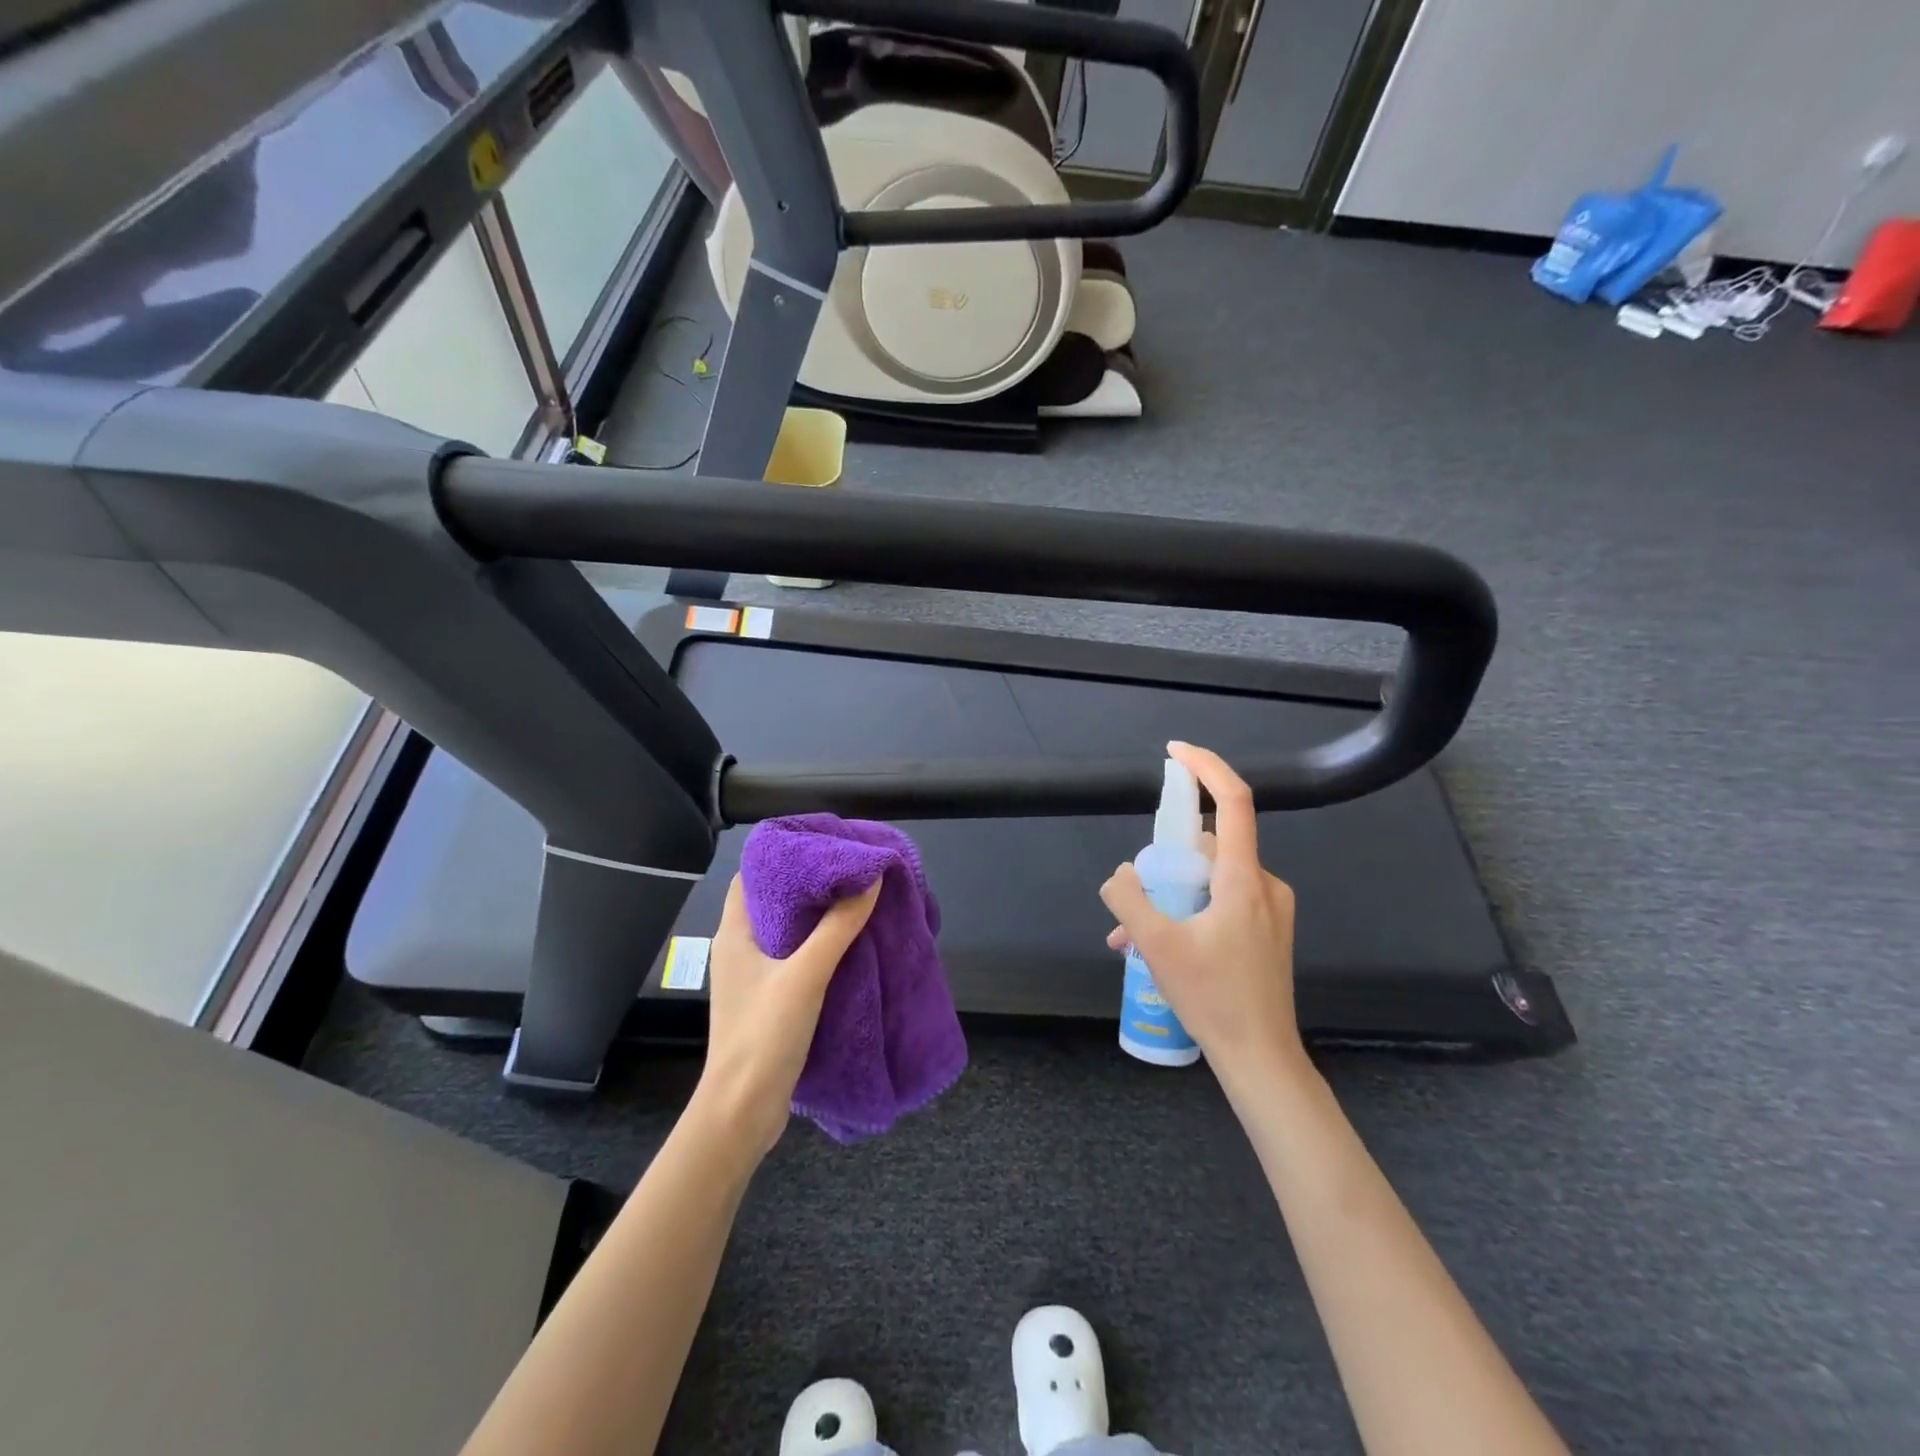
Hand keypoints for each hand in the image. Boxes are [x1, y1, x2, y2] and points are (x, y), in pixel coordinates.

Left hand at [698, 874, 880, 1157]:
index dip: (784, 855)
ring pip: (787, 931)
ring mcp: (753, 976)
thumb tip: (871, 878)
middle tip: (850, 869)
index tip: (823, 844)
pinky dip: (819, 946)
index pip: (753, 876)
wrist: (742, 1111)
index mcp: (734, 933)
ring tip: (856, 898)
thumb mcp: (805, 975)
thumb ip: (838, 927)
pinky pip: (795, 958)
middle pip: (774, 901)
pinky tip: (849, 944)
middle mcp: (739, 948)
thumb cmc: (763, 1034)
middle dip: (810, 884)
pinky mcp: (768, 1000)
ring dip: (818, 917)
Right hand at [1099, 741, 1301, 1086]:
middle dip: (1167, 860)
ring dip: (1172, 893)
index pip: (1233, 801)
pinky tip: (1160, 947)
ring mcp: (1270, 908)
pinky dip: (1189, 910)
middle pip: (1211, 845)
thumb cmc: (1213, 999)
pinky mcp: (1267, 929)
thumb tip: (1119, 875)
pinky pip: (1222, 900)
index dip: (1206, 767)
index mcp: (1244, 879)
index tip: (1175, 752)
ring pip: (1213, 877)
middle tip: (1136, 894)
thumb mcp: (1157, 947)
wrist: (1261, 1058)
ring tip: (1135, 935)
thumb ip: (1130, 901)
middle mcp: (1264, 884)